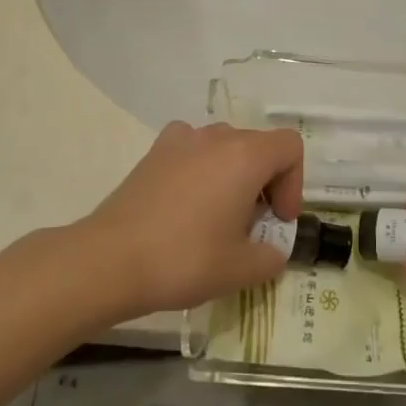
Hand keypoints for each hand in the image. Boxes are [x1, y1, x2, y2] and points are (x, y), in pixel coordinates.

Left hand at [79, 122, 303, 316]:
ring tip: (218, 217)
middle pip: (258, 146)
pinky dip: (200, 168)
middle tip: (252, 227)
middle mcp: (216, 136)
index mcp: (245, 155)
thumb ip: (271, 256)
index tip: (277, 220)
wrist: (111, 260)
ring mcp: (181, 139)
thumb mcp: (241, 269)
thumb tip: (271, 249)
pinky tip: (187, 202)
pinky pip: (192, 149)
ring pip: (224, 146)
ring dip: (233, 175)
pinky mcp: (154, 152)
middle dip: (265, 183)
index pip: (290, 147)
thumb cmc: (185, 259)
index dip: (294, 183)